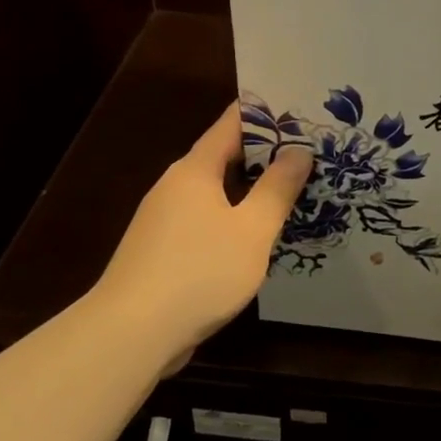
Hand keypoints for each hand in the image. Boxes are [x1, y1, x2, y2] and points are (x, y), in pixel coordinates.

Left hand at [91, 101, 312, 357]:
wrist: (132, 333)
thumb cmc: (199, 271)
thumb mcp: (252, 229)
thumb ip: (277, 189)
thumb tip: (298, 151)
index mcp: (195, 170)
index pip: (231, 125)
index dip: (263, 114)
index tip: (297, 108)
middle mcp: (175, 186)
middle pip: (223, 158)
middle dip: (264, 154)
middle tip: (308, 152)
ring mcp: (164, 220)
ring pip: (215, 193)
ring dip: (250, 190)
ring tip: (291, 192)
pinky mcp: (162, 251)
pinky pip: (206, 221)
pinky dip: (234, 219)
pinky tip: (257, 237)